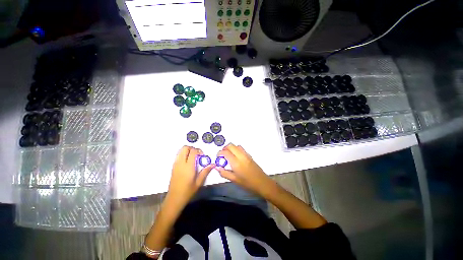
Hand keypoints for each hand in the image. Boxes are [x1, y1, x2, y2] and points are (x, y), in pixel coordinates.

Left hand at [167, 146, 214, 206]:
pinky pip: (178, 156)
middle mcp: (181, 163)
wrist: (174, 199)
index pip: (193, 152)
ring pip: (180, 151)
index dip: (198, 150)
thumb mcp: (199, 182)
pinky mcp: (173, 167)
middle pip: (185, 148)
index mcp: (188, 167)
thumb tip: (213, 164)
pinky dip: (183, 154)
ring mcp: (176, 164)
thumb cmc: (188, 191)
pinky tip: (188, 162)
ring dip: (187, 151)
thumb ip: (205, 171)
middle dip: (192, 148)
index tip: (202, 155)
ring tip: (193, 157)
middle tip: (197, 154)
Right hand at [216, 144, 274, 196]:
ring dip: (231, 148)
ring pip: (236, 146)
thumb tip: (217, 167)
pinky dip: (236, 149)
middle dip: (225, 148)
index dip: (220, 153)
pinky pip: (241, 149)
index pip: (226, 152)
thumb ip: (224, 173)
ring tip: (228, 155)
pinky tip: (235, 157)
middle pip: (231, 145)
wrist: (262, 183)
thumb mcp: (234, 180)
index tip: (218, 157)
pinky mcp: (249, 156)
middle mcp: (241, 156)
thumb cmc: (247, 183)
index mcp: (236, 162)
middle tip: (222, 155)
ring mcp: (246, 155)